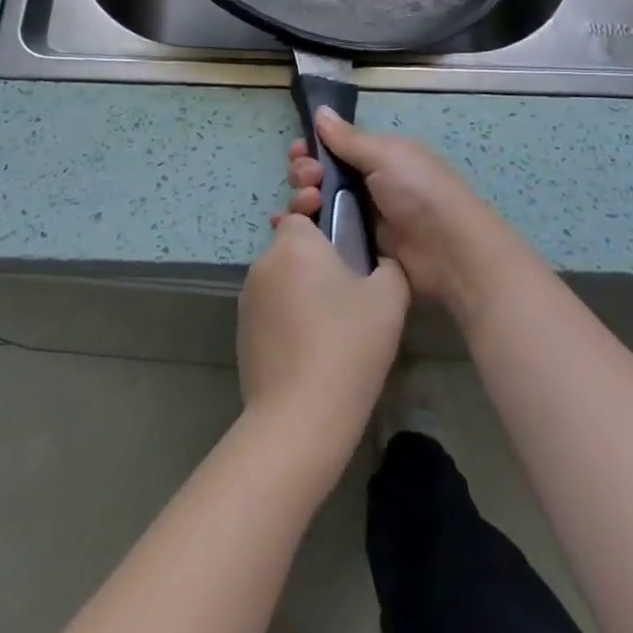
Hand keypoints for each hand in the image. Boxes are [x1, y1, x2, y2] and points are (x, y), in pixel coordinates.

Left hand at [237, 210, 409, 468]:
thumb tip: (379, 261)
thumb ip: (389, 265)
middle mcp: (264, 262)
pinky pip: (270, 309)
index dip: (326, 225)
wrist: (299, 417)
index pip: (305, 214)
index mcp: (295, 243)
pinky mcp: (242, 332)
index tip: (346, 250)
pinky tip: (310, 348)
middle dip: (316, 261)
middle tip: (346, 291)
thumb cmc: (347, 346)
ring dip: (300, 290)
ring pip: (281, 279)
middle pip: (292, 246)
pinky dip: (287, 318)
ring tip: (331, 325)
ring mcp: (247, 299)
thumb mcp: (390, 298)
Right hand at [284, 109, 529, 318]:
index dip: (312, 148)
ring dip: (301, 201)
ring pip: (316, 207)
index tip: (298, 151)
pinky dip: (303, 232)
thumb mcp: (385, 155)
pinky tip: (286, 229)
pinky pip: (322, 238)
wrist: (450, 253)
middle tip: (308, 180)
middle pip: (319, 176)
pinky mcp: (355, 252)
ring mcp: (360, 221)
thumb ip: (348, 138)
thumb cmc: (419, 191)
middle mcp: (366, 186)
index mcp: (377, 158)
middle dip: (304, 174)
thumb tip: (320, 110)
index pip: (333, 148)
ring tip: (307, 205)